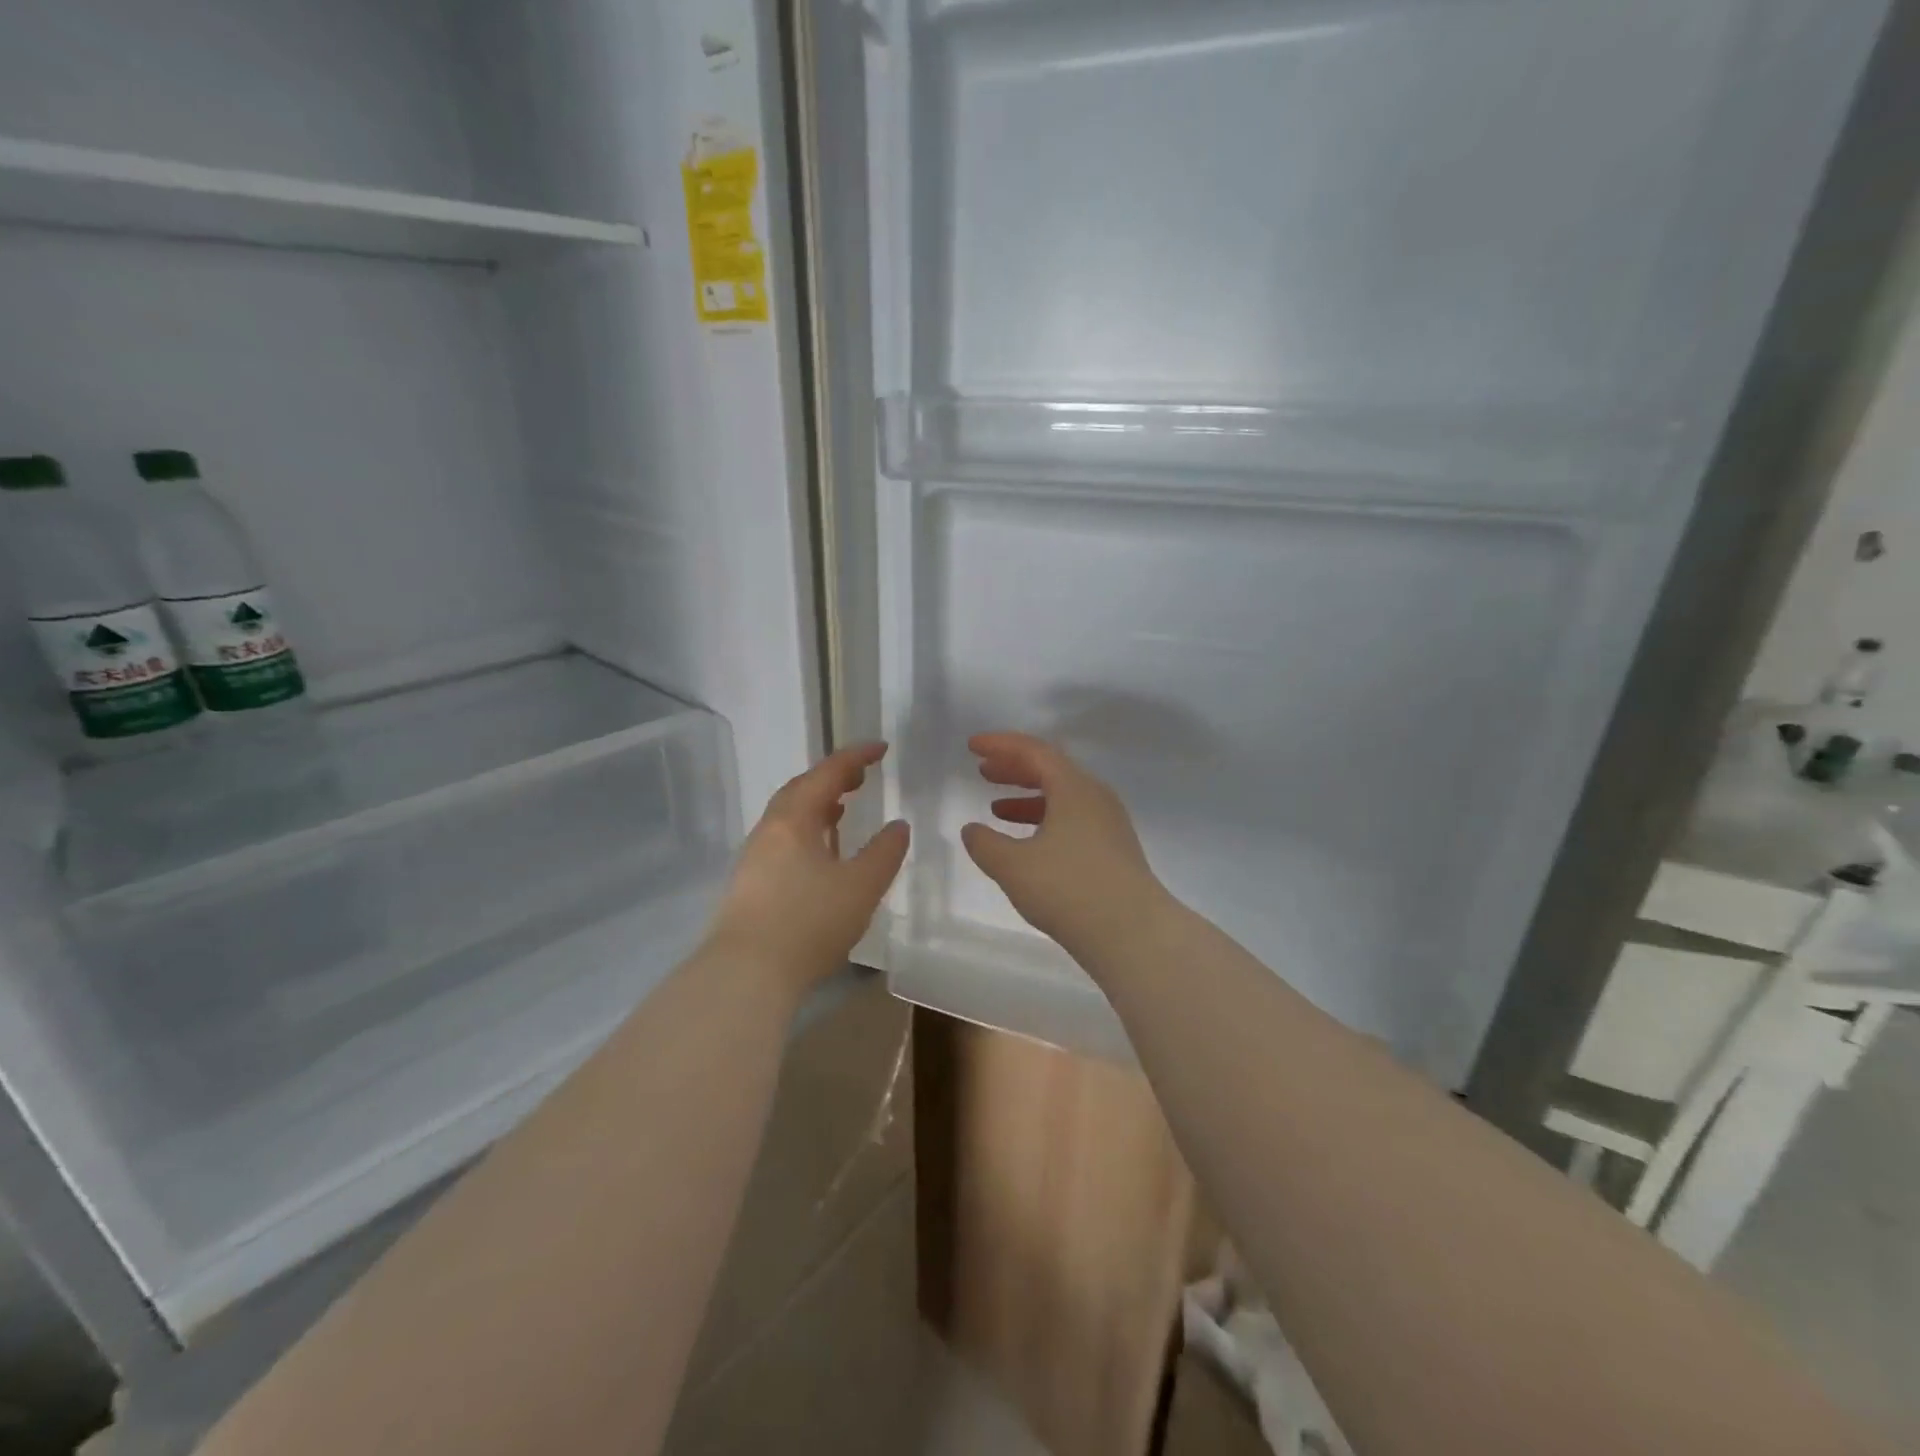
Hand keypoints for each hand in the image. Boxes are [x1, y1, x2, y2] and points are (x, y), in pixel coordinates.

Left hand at [707, 742, 909, 994]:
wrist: (745, 974)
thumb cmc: (808, 923)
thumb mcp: (861, 886)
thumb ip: (884, 853)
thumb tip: (898, 826)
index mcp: (794, 819)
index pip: (828, 773)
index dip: (856, 757)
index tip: (882, 748)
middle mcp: (770, 830)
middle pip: (801, 789)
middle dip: (833, 778)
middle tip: (862, 776)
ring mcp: (755, 857)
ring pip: (790, 817)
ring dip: (818, 805)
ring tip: (842, 808)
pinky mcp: (750, 884)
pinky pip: (784, 840)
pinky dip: (808, 832)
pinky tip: (821, 854)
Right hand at [960, 732, 1170, 959]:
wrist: (1134, 934)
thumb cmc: (1069, 890)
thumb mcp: (1014, 867)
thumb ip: (986, 844)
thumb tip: (972, 830)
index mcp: (1074, 788)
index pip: (1034, 751)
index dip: (1000, 745)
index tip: (972, 746)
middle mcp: (1095, 797)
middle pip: (1051, 769)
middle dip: (1014, 768)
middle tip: (983, 771)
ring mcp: (1109, 824)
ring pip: (1063, 797)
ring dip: (1028, 797)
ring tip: (996, 808)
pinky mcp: (1114, 850)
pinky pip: (1073, 819)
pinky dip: (1045, 820)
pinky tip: (1027, 843)